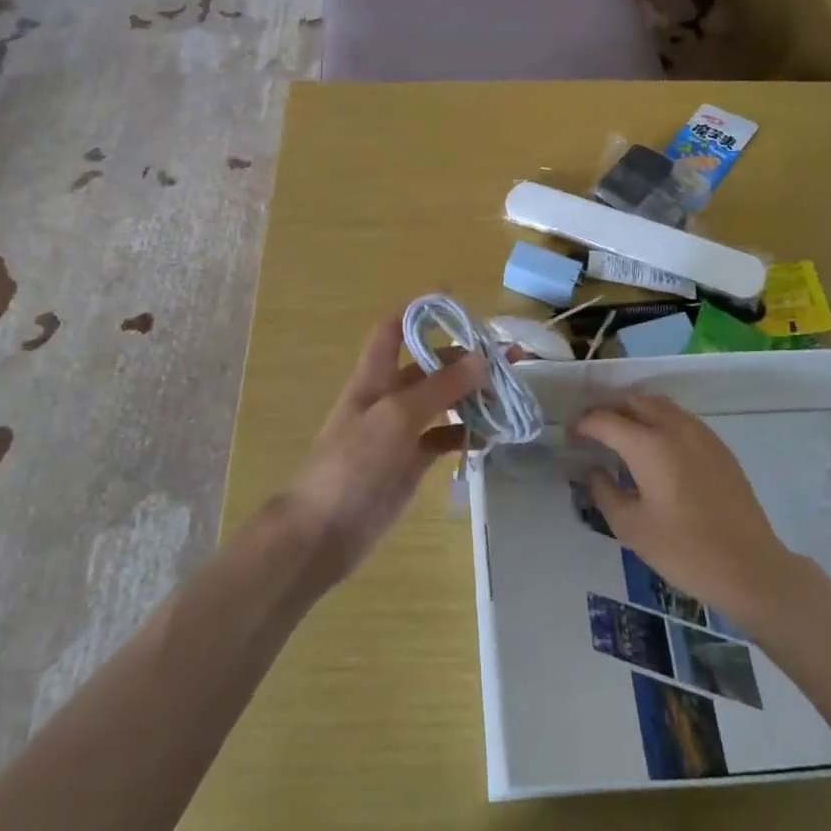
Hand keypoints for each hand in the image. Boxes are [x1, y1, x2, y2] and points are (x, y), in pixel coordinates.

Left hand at [280, 314, 485, 586]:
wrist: (321, 533)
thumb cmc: (352, 464)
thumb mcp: (396, 417)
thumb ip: (439, 387)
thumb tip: (481, 358)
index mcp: (375, 376)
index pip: (394, 328)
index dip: (419, 309)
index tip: (455, 298)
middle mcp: (389, 396)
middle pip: (429, 365)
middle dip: (464, 356)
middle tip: (507, 358)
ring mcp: (401, 431)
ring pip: (442, 401)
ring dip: (471, 395)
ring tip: (508, 393)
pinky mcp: (411, 462)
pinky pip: (445, 438)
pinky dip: (466, 434)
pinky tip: (492, 437)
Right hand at [578, 394, 804, 622]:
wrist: (750, 568)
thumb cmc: (684, 550)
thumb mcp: (631, 527)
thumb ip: (604, 491)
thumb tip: (592, 470)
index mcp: (647, 444)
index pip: (605, 419)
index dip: (583, 425)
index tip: (571, 437)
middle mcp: (673, 427)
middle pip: (633, 400)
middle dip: (609, 409)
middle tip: (594, 431)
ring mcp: (700, 433)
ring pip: (659, 404)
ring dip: (636, 411)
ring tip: (623, 435)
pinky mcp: (718, 446)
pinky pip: (680, 419)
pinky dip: (660, 421)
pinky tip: (657, 449)